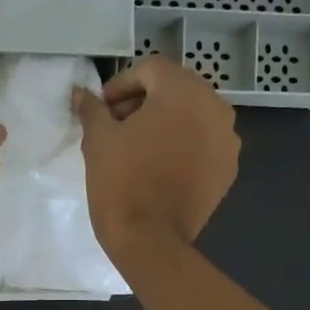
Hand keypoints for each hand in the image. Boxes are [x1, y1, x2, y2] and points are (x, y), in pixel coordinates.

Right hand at [73, 55, 238, 254]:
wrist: (149, 239)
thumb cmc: (120, 182)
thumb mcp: (98, 140)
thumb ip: (92, 109)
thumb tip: (81, 93)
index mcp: (184, 91)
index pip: (150, 69)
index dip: (120, 85)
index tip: (102, 110)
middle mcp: (215, 107)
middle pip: (175, 89)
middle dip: (144, 102)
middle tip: (116, 126)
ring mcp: (227, 140)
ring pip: (192, 116)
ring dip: (165, 123)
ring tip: (137, 148)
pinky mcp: (228, 168)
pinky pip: (203, 143)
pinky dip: (183, 145)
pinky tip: (159, 166)